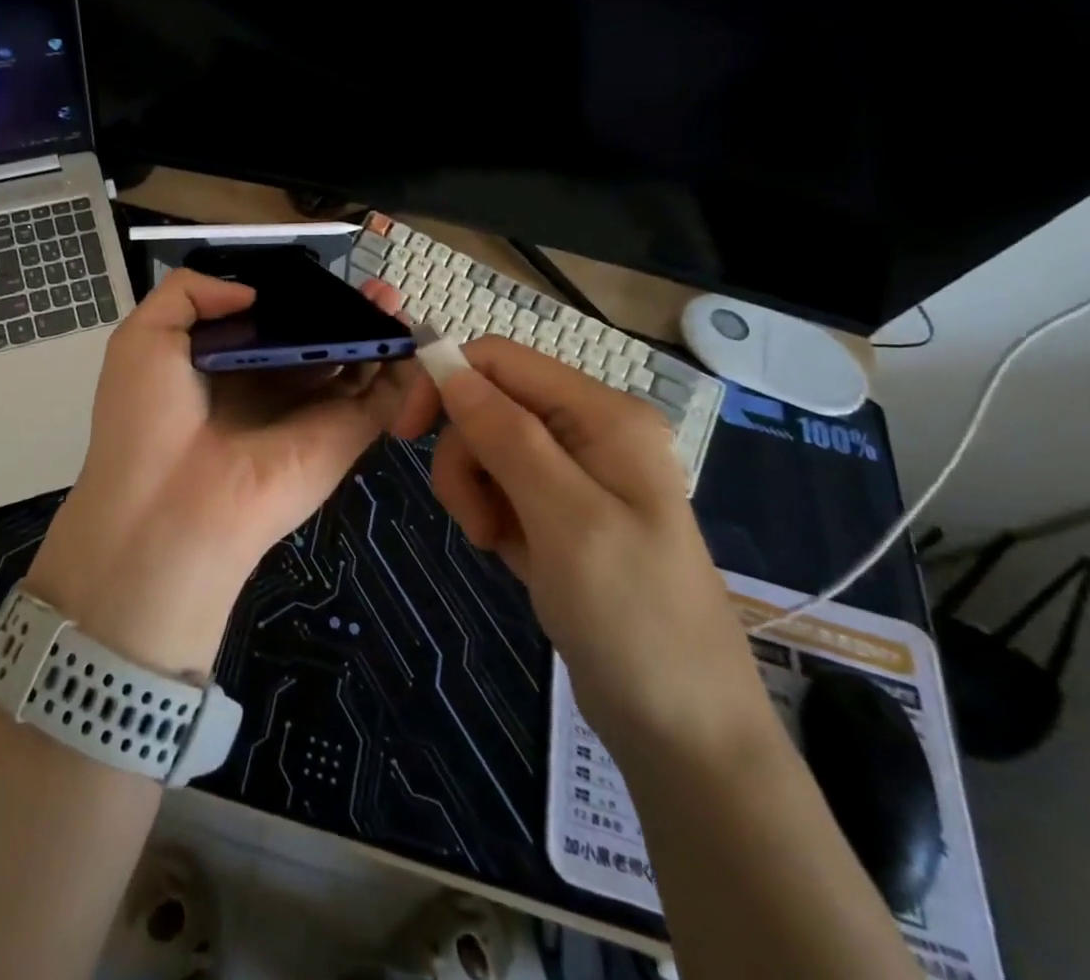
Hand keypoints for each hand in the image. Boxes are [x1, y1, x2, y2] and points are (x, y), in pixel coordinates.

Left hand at [24, 269, 415, 675]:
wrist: (170, 511)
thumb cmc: (148, 418)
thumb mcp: (144, 336)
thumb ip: (189, 293)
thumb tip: (251, 292)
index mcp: (224, 366)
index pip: (269, 324)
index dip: (293, 299)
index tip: (314, 275)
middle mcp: (270, 387)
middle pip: (317, 341)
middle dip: (343, 311)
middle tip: (369, 284)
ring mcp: (311, 413)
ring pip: (353, 364)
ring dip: (375, 330)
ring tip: (390, 298)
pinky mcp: (344, 437)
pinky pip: (382, 399)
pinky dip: (402, 370)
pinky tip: (409, 335)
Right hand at [394, 337, 774, 769]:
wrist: (685, 729)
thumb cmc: (632, 616)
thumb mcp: (565, 518)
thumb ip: (506, 435)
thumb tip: (448, 368)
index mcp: (603, 415)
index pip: (500, 360)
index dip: (445, 381)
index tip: (405, 433)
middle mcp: (590, 431)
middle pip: (489, 404)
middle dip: (464, 455)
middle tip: (474, 519)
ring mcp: (577, 473)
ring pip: (487, 446)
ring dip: (473, 489)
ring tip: (494, 542)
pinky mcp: (562, 511)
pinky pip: (501, 486)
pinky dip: (489, 512)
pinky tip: (509, 552)